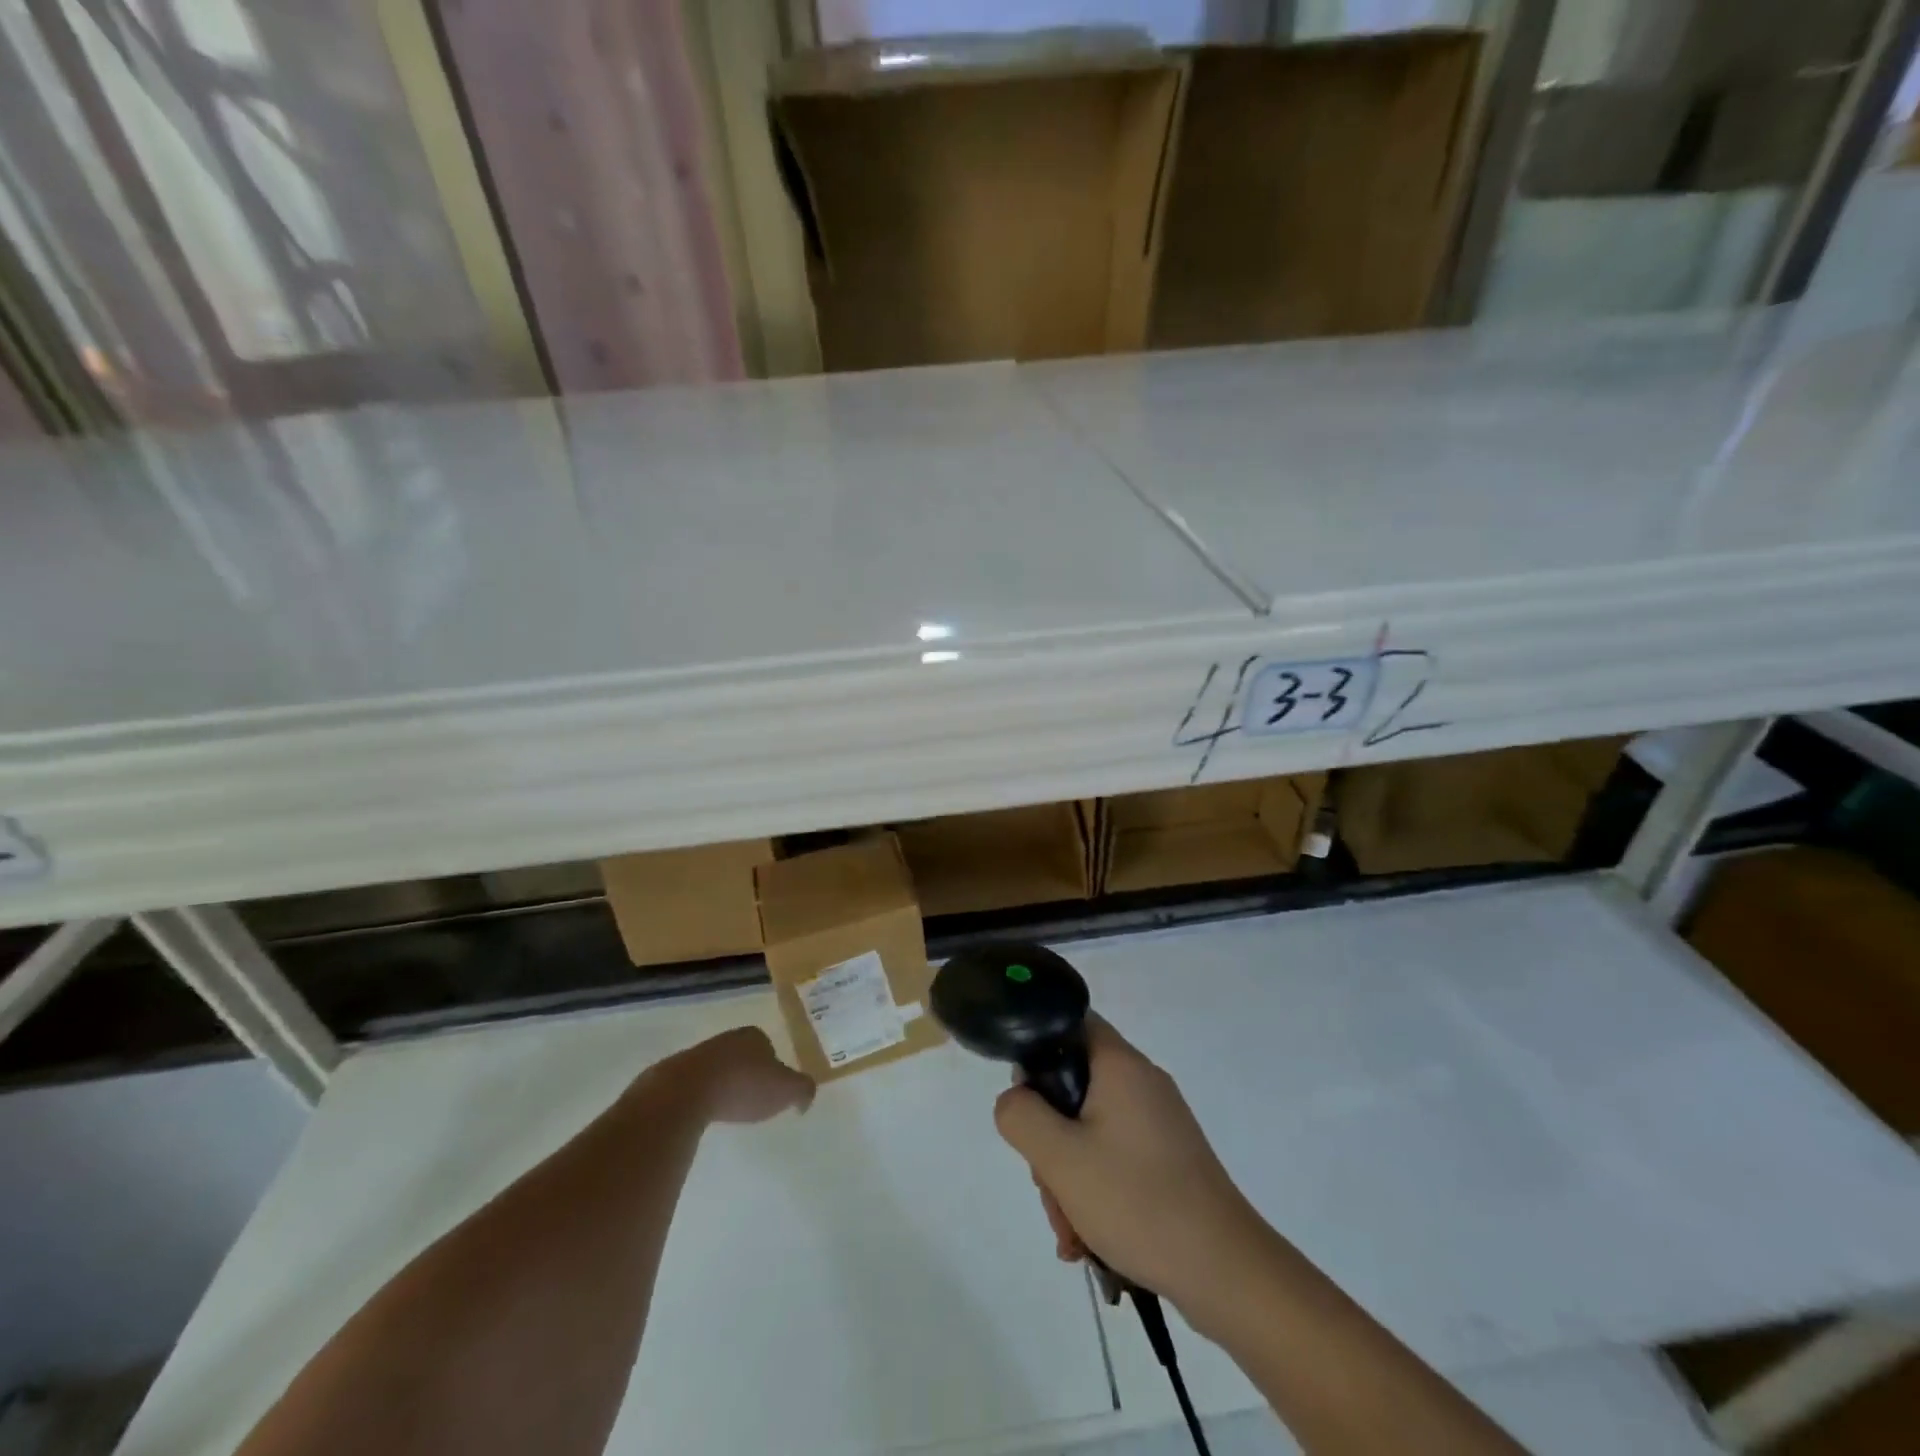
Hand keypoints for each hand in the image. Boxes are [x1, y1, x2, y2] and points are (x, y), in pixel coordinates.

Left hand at [670, 1027, 814, 1124]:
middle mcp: (726, 1039)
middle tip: (751, 1101)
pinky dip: (701, 1098)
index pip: (768, 1047)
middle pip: (742, 1057)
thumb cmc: (742, 1086)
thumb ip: (803, 1090)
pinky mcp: (673, 1075)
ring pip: (717, 1070)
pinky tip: (703, 1114)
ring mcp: (697, 1055)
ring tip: (726, 1110)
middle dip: (747, 1075)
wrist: (685, 1093)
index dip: (772, 1067)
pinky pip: (694, 1086)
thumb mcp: (786, 1090)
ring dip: (722, 1086)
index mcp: (753, 1036)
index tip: (772, 1089)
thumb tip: (806, 1098)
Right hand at [994, 1016, 1262, 1312]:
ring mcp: (1159, 1123)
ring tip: (1070, 1231)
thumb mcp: (1059, 1157)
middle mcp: (1143, 1082)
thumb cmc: (1137, 1200)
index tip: (1025, 1097)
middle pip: (1076, 1085)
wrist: (1226, 1271)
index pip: (1072, 1022)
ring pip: (1092, 1129)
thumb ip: (1020, 1115)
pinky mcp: (1170, 1159)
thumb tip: (1015, 1097)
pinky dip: (1096, 1189)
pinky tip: (1089, 1239)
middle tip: (1047, 1182)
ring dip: (1069, 1175)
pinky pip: (1116, 1157)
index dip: (1038, 1048)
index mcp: (1121, 1065)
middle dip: (1050, 1136)